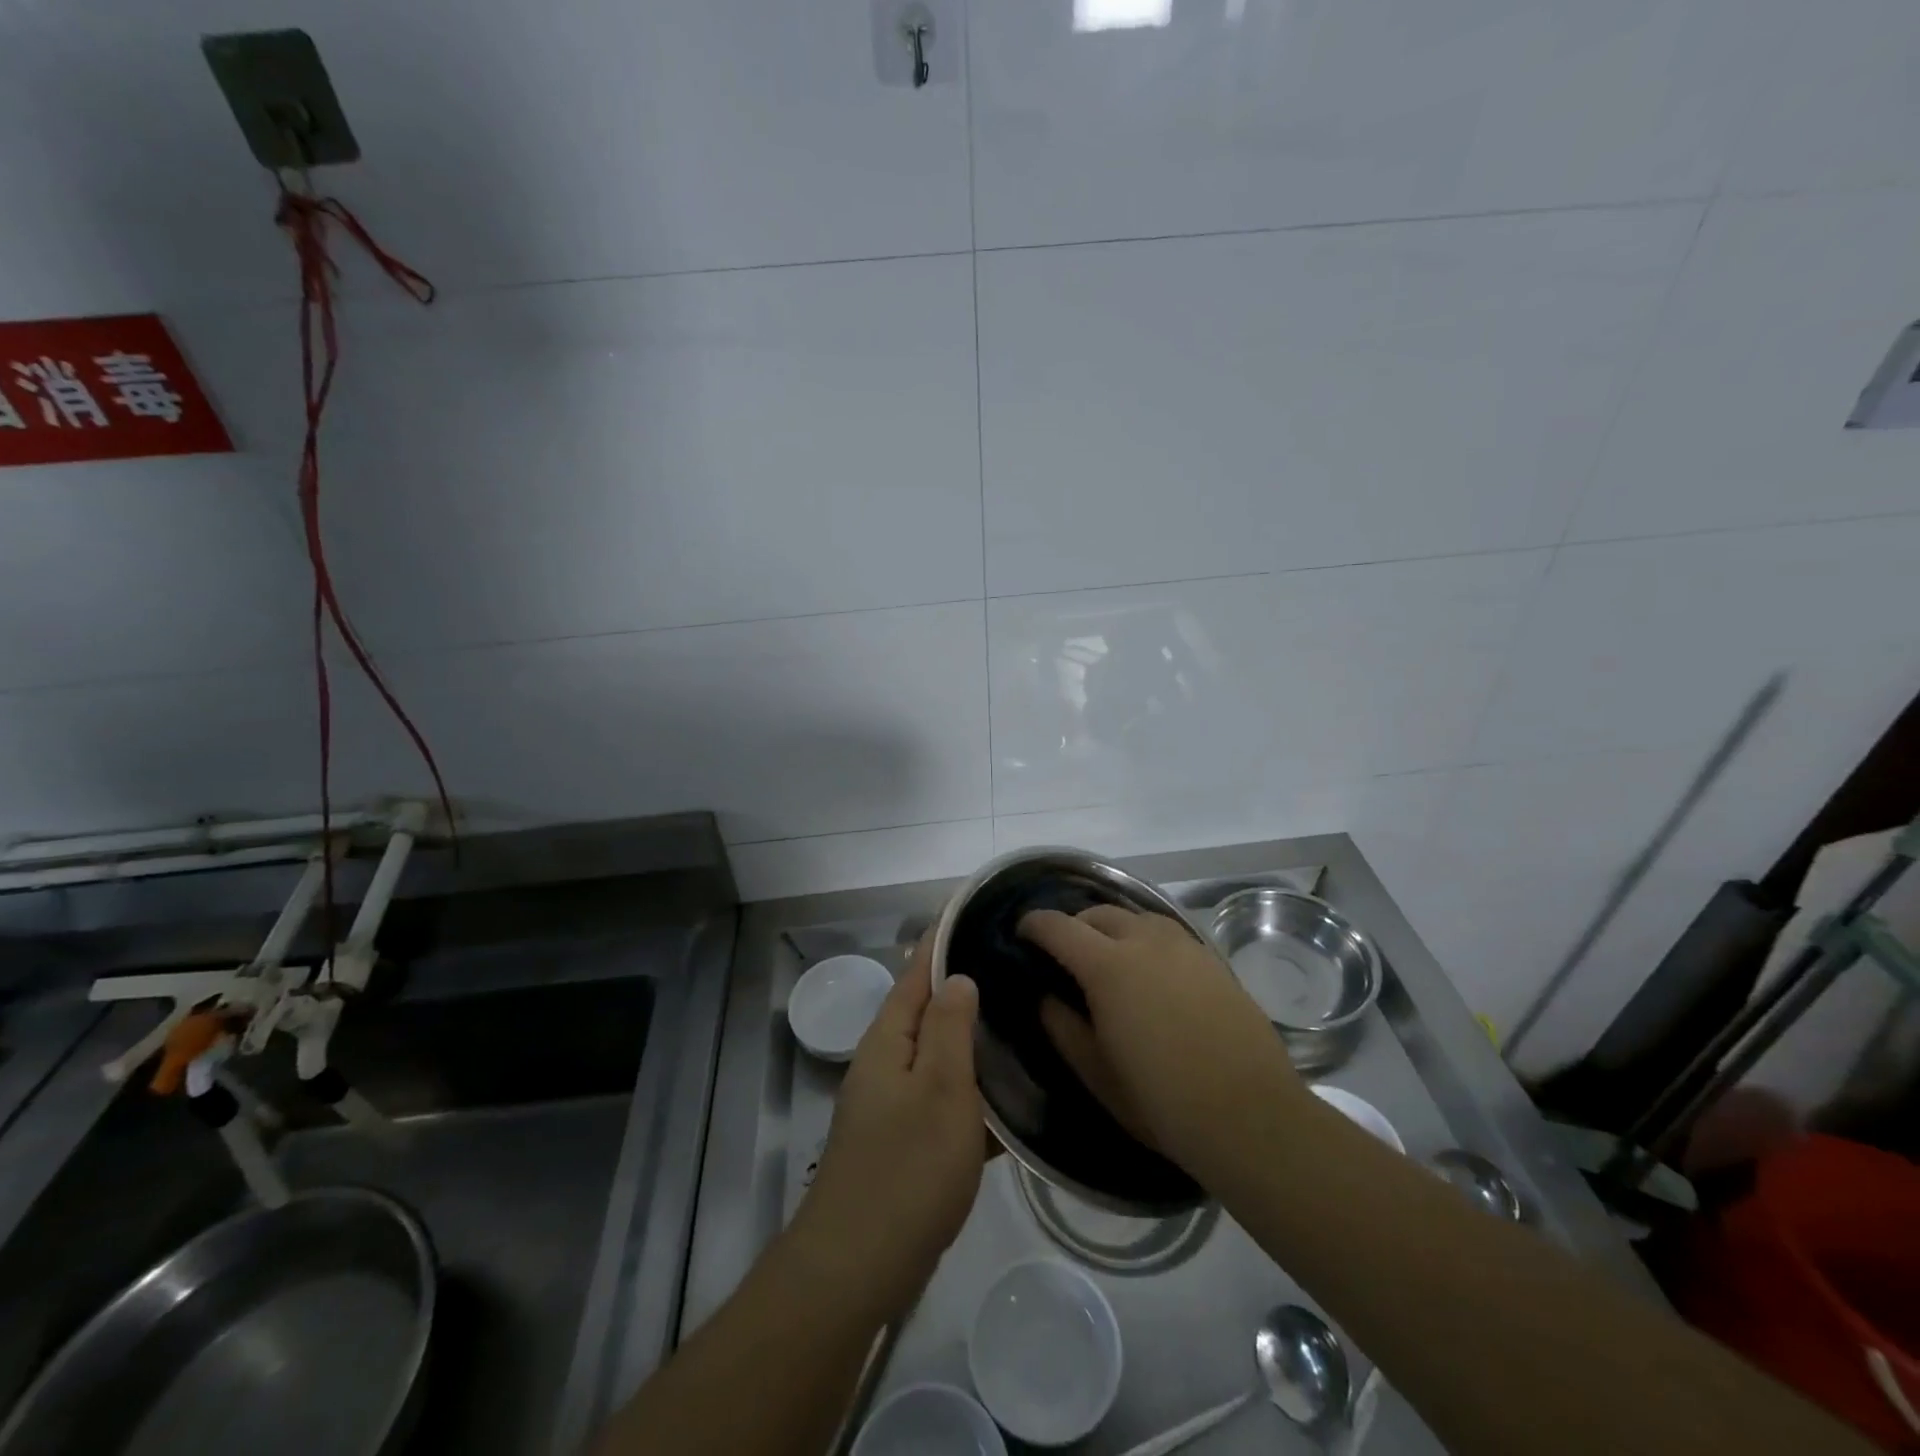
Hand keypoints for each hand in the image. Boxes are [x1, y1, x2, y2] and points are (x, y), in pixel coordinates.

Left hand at [792, 937, 985, 1320]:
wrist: (859, 1267)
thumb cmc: (907, 1167)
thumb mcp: (941, 1087)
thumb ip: (950, 1027)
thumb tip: (956, 976)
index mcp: (889, 1038)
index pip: (918, 970)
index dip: (943, 939)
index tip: (975, 909)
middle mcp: (886, 1062)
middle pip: (929, 1010)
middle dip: (965, 987)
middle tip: (1016, 967)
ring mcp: (893, 1104)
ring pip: (941, 1056)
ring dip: (975, 1040)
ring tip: (1024, 1021)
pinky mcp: (905, 1143)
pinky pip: (945, 1099)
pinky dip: (975, 1092)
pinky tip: (1013, 1097)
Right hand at [1022, 905, 1305, 1183]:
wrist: (1251, 1116)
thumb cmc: (1163, 1102)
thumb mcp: (1097, 1075)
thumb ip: (1064, 1029)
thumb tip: (1047, 999)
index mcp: (1108, 967)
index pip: (1059, 927)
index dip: (1035, 924)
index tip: (1022, 932)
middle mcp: (1144, 942)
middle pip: (1098, 913)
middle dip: (1074, 924)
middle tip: (1065, 952)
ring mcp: (1184, 947)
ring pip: (1137, 916)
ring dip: (1113, 927)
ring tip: (1109, 956)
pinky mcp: (1213, 960)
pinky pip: (1168, 932)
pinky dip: (1147, 938)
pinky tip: (1152, 970)